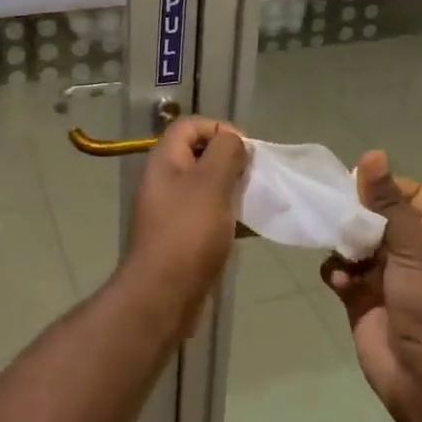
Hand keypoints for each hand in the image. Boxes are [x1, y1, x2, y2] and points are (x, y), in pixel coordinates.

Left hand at [121, 117, 247, 323]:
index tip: (245, 148)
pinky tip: (251, 228)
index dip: (218, 128)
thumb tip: (233, 140)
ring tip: (257, 200)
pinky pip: (210, 217)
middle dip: (231, 161)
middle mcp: (165, 182)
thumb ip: (225, 153)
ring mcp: (172, 212)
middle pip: (200, 155)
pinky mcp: (183, 239)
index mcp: (165, 161)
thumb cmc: (188, 233)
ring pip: (207, 188)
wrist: (164, 295)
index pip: (189, 126)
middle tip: (254, 175)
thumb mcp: (210, 183)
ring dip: (233, 190)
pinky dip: (230, 217)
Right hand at [319, 151, 421, 421]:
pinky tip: (337, 281)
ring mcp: (386, 278)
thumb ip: (388, 203)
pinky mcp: (362, 301)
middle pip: (376, 217)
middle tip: (331, 210)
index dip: (384, 187)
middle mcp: (412, 254)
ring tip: (336, 248)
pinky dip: (335, 272)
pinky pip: (340, 274)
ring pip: (354, 243)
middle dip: (353, 213)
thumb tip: (372, 154)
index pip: (409, 195)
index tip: (356, 188)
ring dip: (341, 243)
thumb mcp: (416, 248)